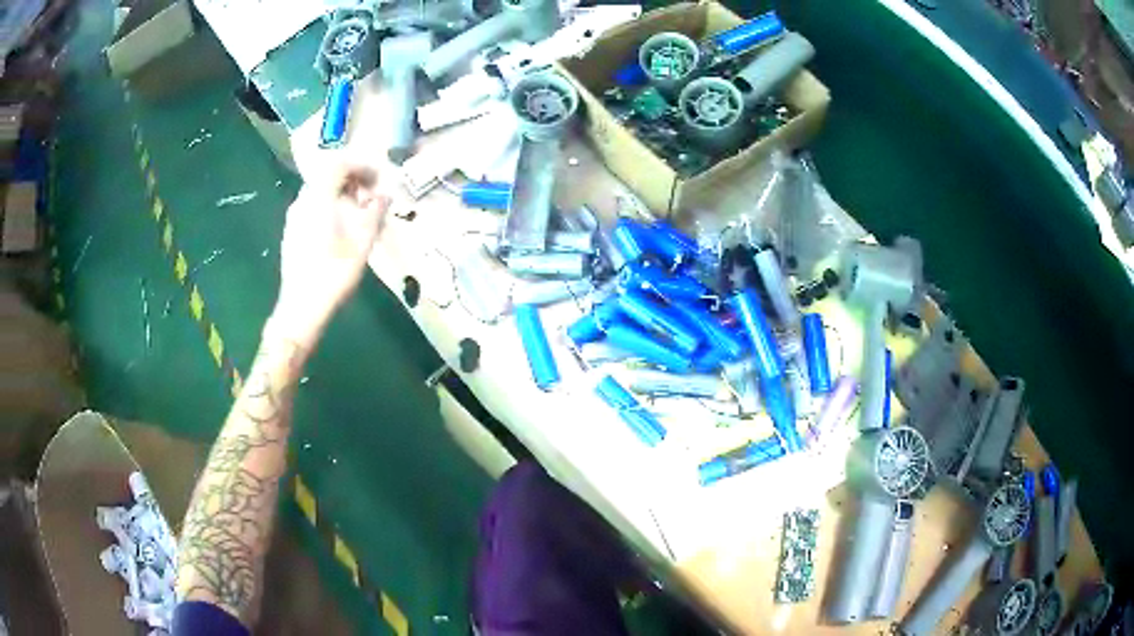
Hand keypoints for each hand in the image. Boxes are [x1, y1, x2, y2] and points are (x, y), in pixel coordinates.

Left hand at [268, 165, 390, 348]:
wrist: (301, 307)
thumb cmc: (334, 273)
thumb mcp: (363, 242)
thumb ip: (375, 213)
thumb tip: (385, 196)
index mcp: (319, 197)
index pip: (340, 164)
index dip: (361, 167)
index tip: (378, 179)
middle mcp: (302, 200)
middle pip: (327, 176)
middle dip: (352, 181)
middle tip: (370, 197)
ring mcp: (293, 216)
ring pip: (319, 193)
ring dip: (340, 196)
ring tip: (358, 215)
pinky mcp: (290, 232)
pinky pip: (312, 208)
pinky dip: (328, 208)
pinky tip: (340, 230)